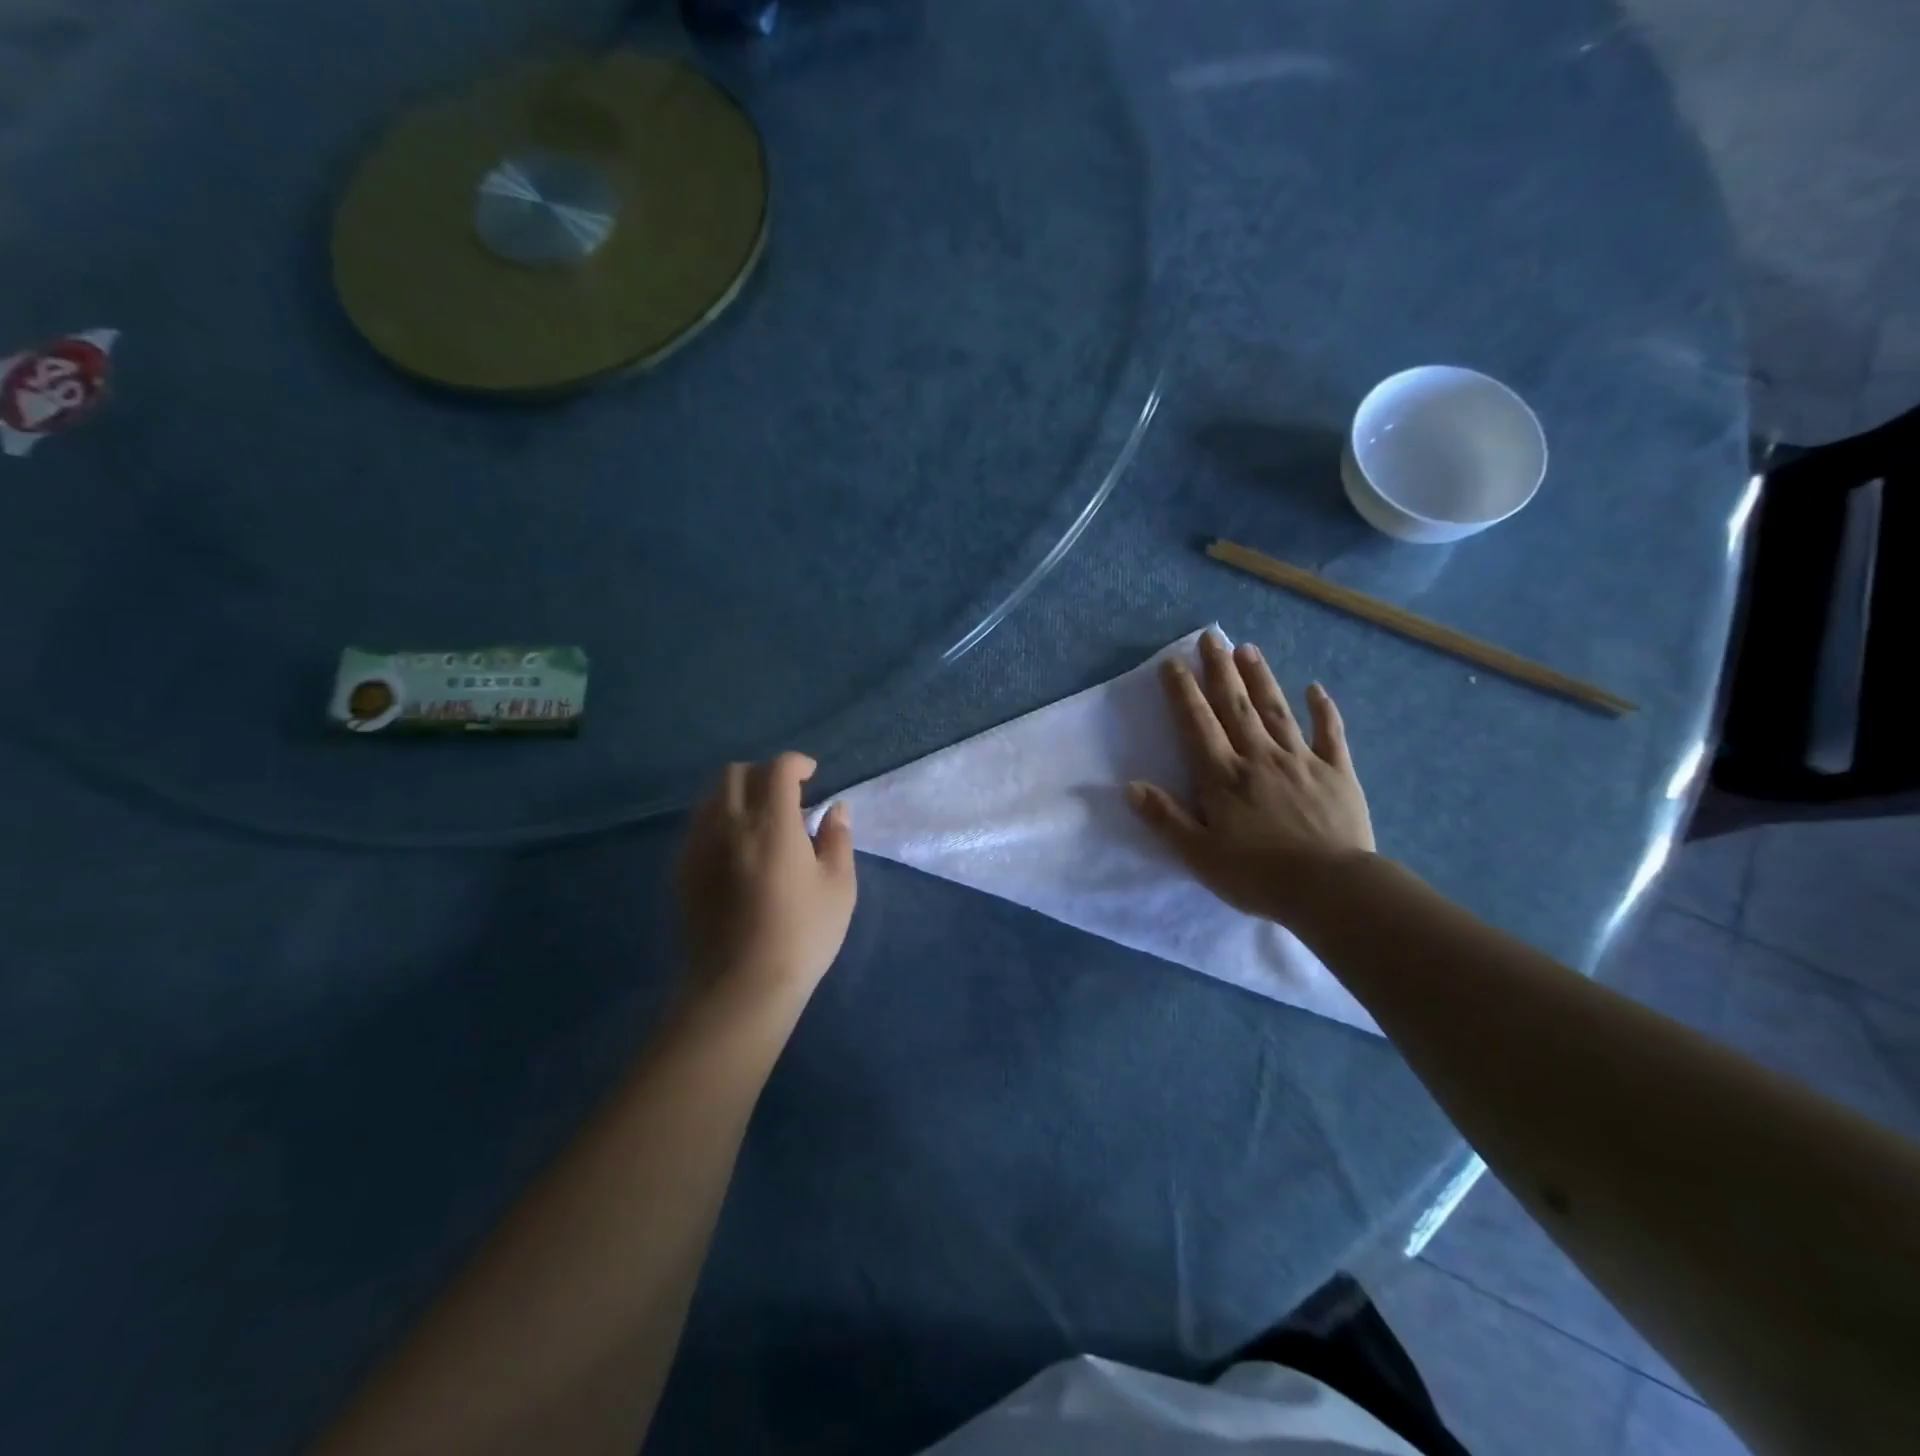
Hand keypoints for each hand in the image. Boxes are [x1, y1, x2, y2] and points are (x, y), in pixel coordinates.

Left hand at [676, 753, 856, 1006]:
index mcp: (771, 823)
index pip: (778, 769)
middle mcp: (729, 824)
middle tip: (786, 795)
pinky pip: (698, 826)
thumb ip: (838, 839)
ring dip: (738, 795)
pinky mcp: (682, 871)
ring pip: (712, 797)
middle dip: (763, 773)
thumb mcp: (838, 887)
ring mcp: (698, 846)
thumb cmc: (802, 936)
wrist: (740, 986)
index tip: (811, 775)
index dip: (796, 763)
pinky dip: (719, 821)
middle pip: (736, 773)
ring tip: (760, 821)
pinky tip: (736, 850)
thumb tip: (835, 809)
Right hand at [1128, 632, 1373, 926]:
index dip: (1183, 692)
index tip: (1172, 663)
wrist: (1330, 889)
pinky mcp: (1337, 772)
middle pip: (1236, 706)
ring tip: (1247, 649)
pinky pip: (1330, 734)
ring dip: (1261, 678)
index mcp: (1223, 777)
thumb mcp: (1198, 855)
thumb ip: (1165, 818)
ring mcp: (1301, 760)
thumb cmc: (1257, 876)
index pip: (1197, 724)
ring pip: (1276, 710)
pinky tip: (1315, 688)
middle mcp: (1259, 757)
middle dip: (1220, 670)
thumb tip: (1130, 786)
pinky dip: (1323, 709)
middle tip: (1211, 638)